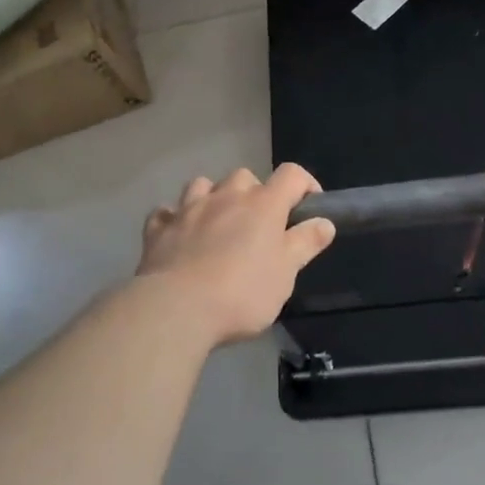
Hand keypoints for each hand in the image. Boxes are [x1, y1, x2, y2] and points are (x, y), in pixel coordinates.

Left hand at [138, 164, 336, 344]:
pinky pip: (167, 212)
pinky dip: (176, 218)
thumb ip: (306, 243)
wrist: (177, 309)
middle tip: (260, 225)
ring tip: (218, 223)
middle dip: (255, 193)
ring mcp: (188, 209)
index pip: (291, 175)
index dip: (305, 184)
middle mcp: (226, 197)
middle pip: (245, 176)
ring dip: (214, 197)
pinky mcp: (159, 228)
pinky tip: (180, 235)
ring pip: (203, 185)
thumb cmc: (242, 293)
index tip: (309, 207)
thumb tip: (325, 222)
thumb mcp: (286, 273)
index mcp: (263, 205)